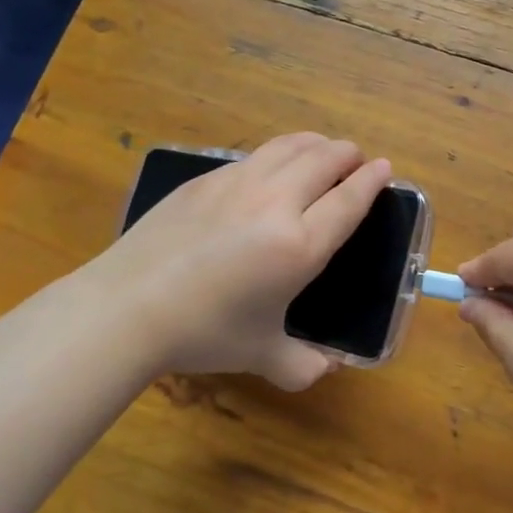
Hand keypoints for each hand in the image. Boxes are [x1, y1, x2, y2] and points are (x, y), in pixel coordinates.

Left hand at [98, 134, 391, 390]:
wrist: (127, 307)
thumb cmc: (204, 333)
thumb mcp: (261, 356)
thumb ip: (301, 365)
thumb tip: (325, 370)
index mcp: (299, 246)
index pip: (348, 200)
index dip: (372, 181)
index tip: (384, 168)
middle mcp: (275, 203)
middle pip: (324, 159)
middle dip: (348, 154)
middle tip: (355, 160)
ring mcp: (237, 184)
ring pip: (289, 146)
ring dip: (315, 143)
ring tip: (321, 150)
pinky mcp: (204, 180)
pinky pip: (253, 156)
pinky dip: (276, 154)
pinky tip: (269, 169)